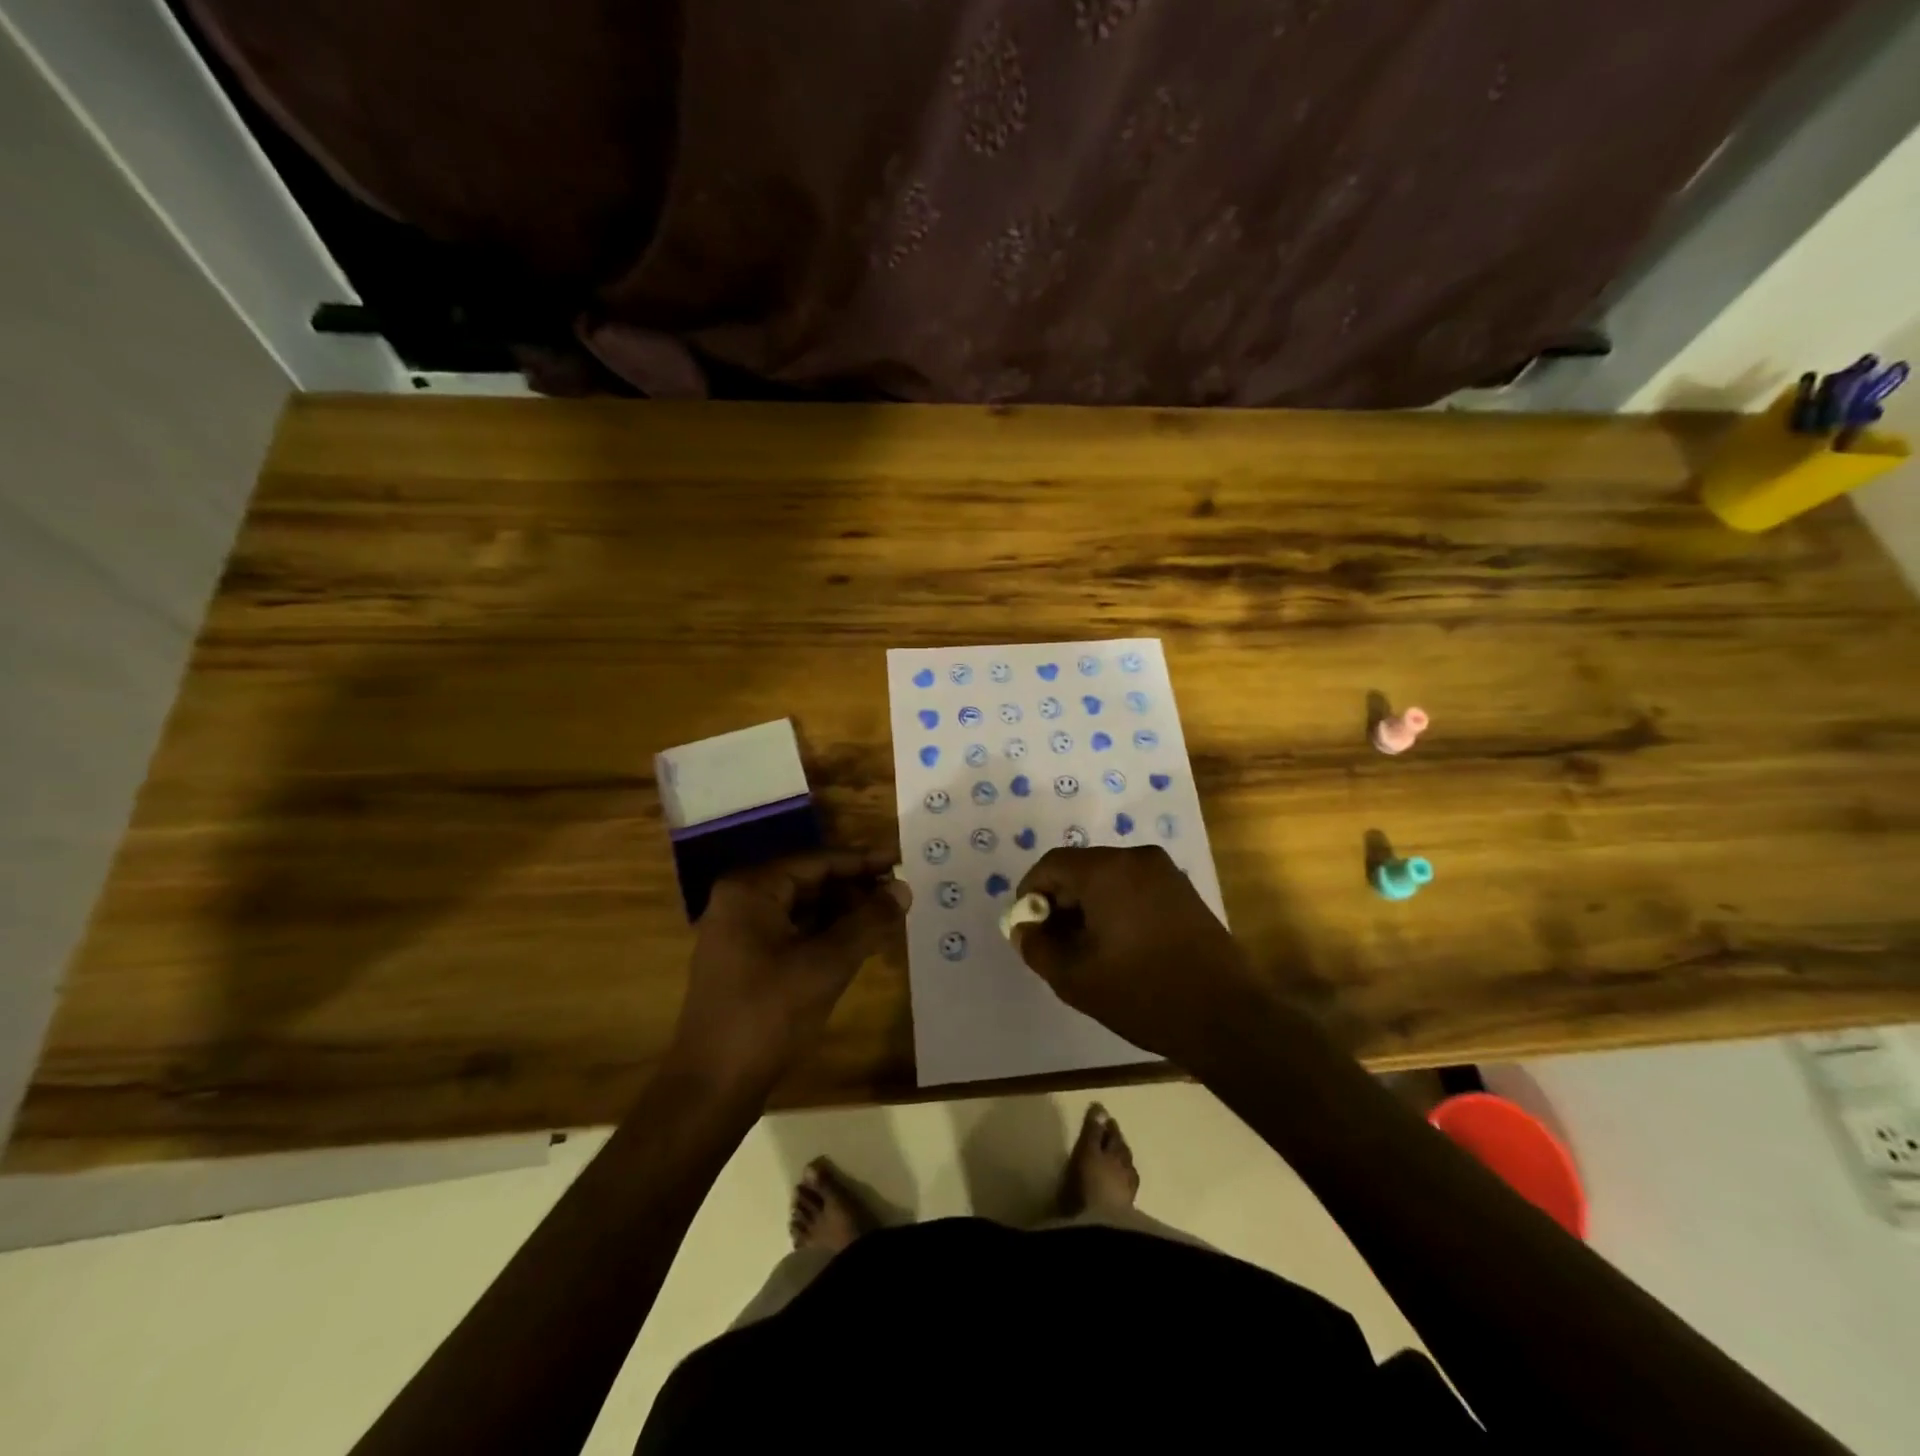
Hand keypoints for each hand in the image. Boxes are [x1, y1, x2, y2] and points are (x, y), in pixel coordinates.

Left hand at [672, 851, 908, 1086]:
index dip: (862, 861)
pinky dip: (825, 935)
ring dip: (843, 913)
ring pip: (802, 909)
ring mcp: (738, 933)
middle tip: (898, 894)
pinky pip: (792, 933)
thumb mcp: (826, 964)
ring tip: (886, 918)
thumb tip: (903, 889)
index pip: (817, 861)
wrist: (713, 1087)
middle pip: (808, 881)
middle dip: (854, 888)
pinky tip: (857, 944)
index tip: (900, 861)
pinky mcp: (744, 961)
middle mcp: (740, 901)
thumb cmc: (768, 1014)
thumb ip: (868, 921)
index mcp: (751, 889)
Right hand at [1013, 845, 1260, 1063]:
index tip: (1027, 928)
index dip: (1031, 893)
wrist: (1226, 1017)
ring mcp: (1165, 872)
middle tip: (1053, 943)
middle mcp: (1136, 858)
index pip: (1052, 864)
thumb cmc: (1142, 993)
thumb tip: (1022, 927)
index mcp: (1107, 870)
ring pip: (1108, 878)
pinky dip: (1115, 907)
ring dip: (1088, 906)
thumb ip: (1037, 947)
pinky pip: (1134, 887)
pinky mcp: (1184, 891)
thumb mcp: (1075, 978)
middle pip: (1081, 868)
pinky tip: (1118, 946)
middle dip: (1060, 901)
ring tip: (1085, 949)